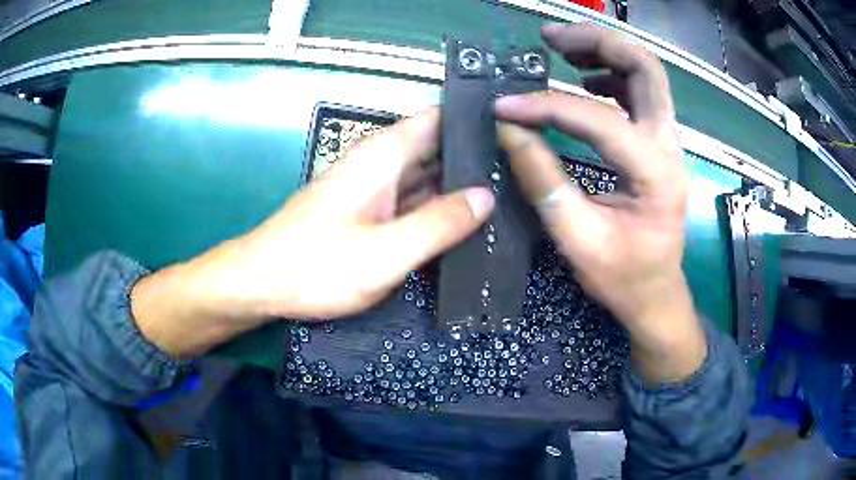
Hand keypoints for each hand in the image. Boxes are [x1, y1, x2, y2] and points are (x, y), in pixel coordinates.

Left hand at [132, 109, 494, 354]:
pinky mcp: (368, 211)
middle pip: (437, 148)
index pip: (438, 118)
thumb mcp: (384, 253)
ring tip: (507, 199)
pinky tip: (465, 224)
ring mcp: (373, 188)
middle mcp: (379, 163)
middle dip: (476, 159)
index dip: (475, 122)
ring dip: (459, 187)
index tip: (516, 136)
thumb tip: (485, 196)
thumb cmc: (315, 266)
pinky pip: (412, 201)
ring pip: (427, 176)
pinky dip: (437, 209)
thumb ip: (438, 223)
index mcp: (383, 155)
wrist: (261, 284)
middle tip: (521, 177)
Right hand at [496, 23, 705, 382]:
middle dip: (597, 43)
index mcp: (655, 172)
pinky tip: (585, 79)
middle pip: (645, 68)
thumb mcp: (578, 239)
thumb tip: (509, 131)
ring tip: (561, 48)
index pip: (598, 118)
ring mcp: (667, 141)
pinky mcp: (657, 143)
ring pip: (646, 73)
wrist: (655, 291)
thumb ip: (543, 181)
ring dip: (605, 51)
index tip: (505, 105)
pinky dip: (611, 74)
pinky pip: (640, 92)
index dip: (546, 106)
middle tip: (550, 38)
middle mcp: (669, 145)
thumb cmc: (622, 276)